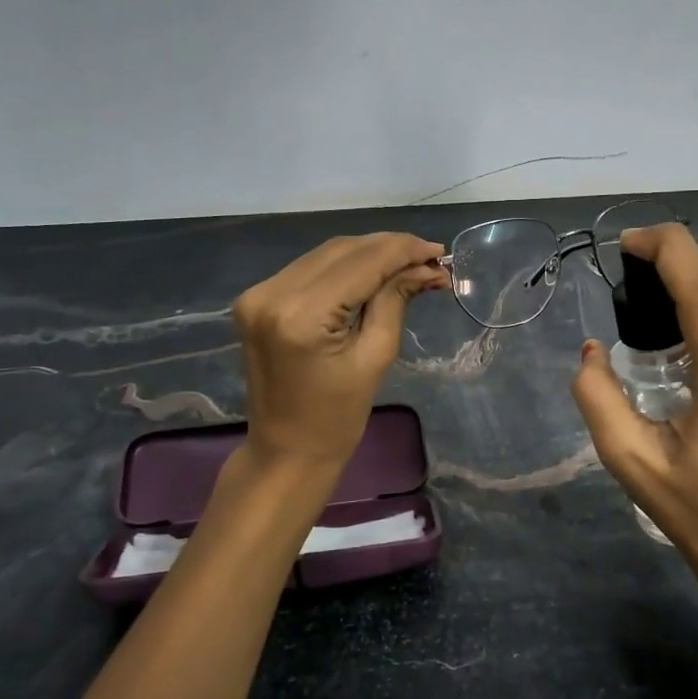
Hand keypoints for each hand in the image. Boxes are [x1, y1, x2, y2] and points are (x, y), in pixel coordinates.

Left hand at [233, 232, 448, 469]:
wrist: (287, 449)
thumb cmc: (338, 416)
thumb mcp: (376, 356)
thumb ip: (396, 300)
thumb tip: (427, 267)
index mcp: (302, 315)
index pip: (362, 262)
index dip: (404, 250)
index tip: (440, 252)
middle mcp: (272, 294)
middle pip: (342, 250)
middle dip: (389, 248)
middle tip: (430, 259)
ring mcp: (258, 293)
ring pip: (326, 254)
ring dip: (368, 253)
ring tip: (408, 264)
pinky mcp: (257, 298)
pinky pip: (309, 268)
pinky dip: (344, 266)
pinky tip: (372, 272)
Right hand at [570, 223, 697, 664]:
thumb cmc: (690, 510)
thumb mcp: (627, 459)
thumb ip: (597, 396)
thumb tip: (593, 349)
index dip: (667, 249)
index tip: (628, 243)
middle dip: (669, 278)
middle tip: (627, 294)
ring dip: (688, 309)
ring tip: (652, 344)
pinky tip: (685, 364)